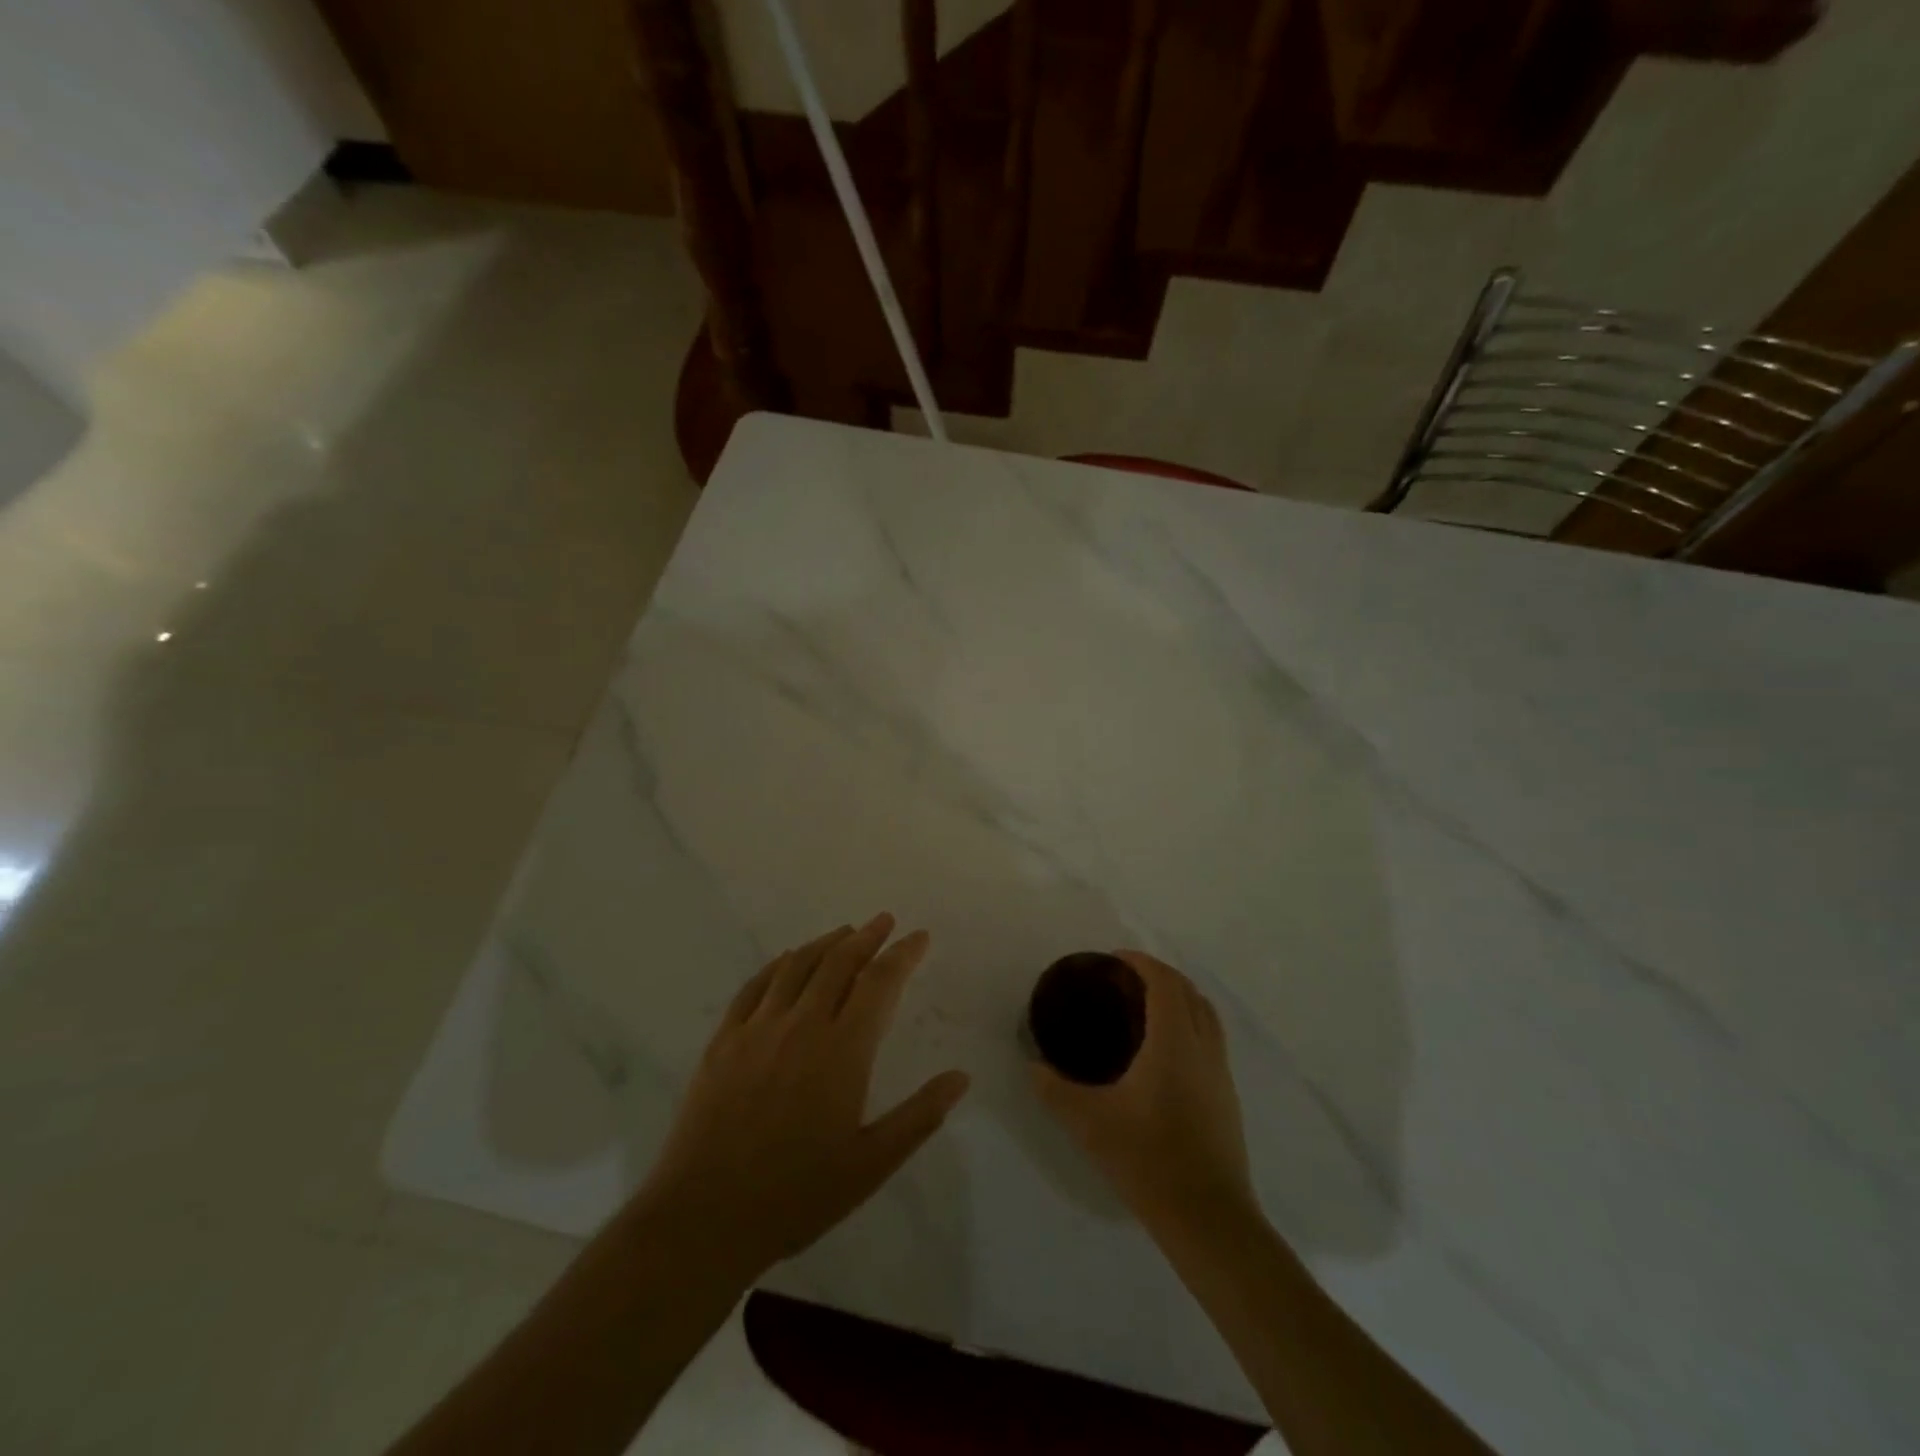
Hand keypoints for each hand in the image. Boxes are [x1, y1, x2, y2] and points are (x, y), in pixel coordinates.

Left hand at [636, 914, 969, 1279]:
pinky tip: (788, 960)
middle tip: (885, 922)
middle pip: (839, 962)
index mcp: (842, 1050)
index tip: (919, 937)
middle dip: (867, 937)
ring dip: (826, 943)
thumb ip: (919, 1116)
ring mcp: (757, 1029)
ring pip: (797, 965)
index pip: (879, 983)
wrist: (704, 1217)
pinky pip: (755, 985)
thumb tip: (960, 1076)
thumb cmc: (797, 1195)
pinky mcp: (724, 1041)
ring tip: (845, 932)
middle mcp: (801, 1025)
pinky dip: (779, 964)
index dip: (903, 954)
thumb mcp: (871, 1164)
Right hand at [1033, 951, 1255, 1236]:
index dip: (1142, 962)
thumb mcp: (1089, 1122)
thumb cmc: (1148, 1159)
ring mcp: (1221, 1073)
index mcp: (1174, 1042)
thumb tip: (1033, 1068)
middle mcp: (1204, 1048)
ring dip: (1180, 998)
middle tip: (1125, 980)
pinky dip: (1190, 1025)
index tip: (1115, 958)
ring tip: (1146, 1008)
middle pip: (1190, 992)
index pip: (1165, 982)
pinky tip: (1165, 1053)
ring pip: (1207, 1015)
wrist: (1208, 1218)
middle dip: (1161, 975)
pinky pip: (1211, 1040)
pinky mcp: (1227, 1097)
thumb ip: (1055, 1090)